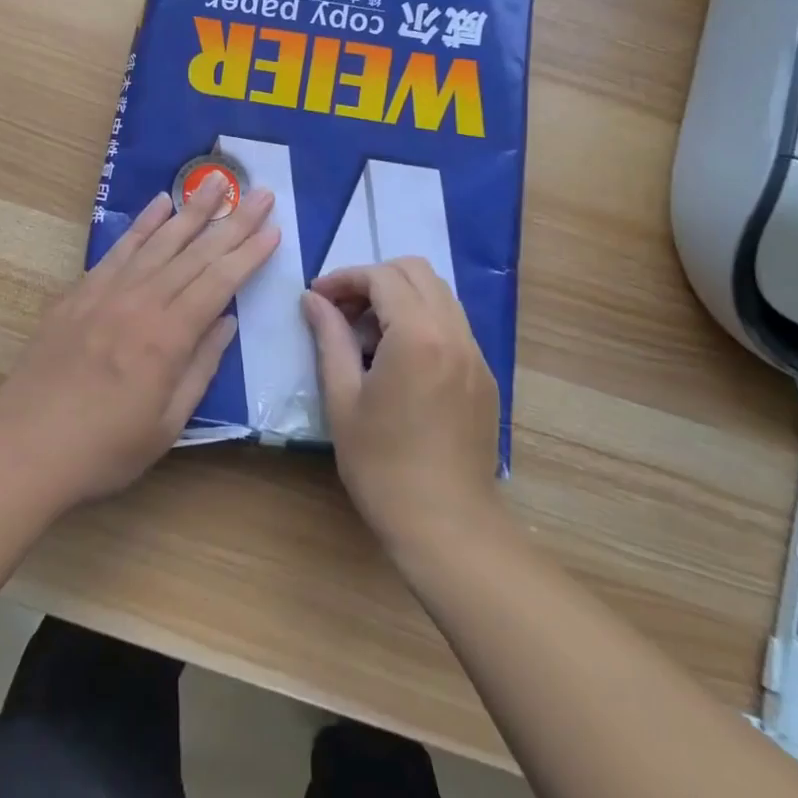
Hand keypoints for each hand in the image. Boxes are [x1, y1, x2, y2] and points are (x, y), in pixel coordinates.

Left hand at [0, 174, 278, 511]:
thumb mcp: (168, 423)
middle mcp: (141, 303)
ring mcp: (107, 292)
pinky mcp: (80, 292)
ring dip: (191, 210)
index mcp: (168, 337)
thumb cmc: (105, 447)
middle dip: (233, 222)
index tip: (274, 228)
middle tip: (260, 193)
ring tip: (215, 181)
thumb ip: (201, 367)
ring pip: (158, 241)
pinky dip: (141, 224)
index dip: (249, 254)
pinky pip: (118, 249)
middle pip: (195, 253)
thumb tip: (227, 321)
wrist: (25, 448)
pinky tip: (160, 203)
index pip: (220, 283)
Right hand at [300, 259, 501, 553]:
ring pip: (439, 295)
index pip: (382, 277)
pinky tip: (398, 359)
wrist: (446, 525)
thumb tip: (313, 300)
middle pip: (417, 272)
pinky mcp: (485, 376)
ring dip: (400, 297)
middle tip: (343, 310)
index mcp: (418, 336)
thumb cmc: (382, 466)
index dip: (344, 278)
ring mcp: (476, 354)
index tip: (317, 298)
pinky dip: (422, 321)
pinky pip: (452, 325)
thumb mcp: (342, 399)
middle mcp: (454, 333)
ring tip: (367, 334)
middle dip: (375, 279)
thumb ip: (329, 339)